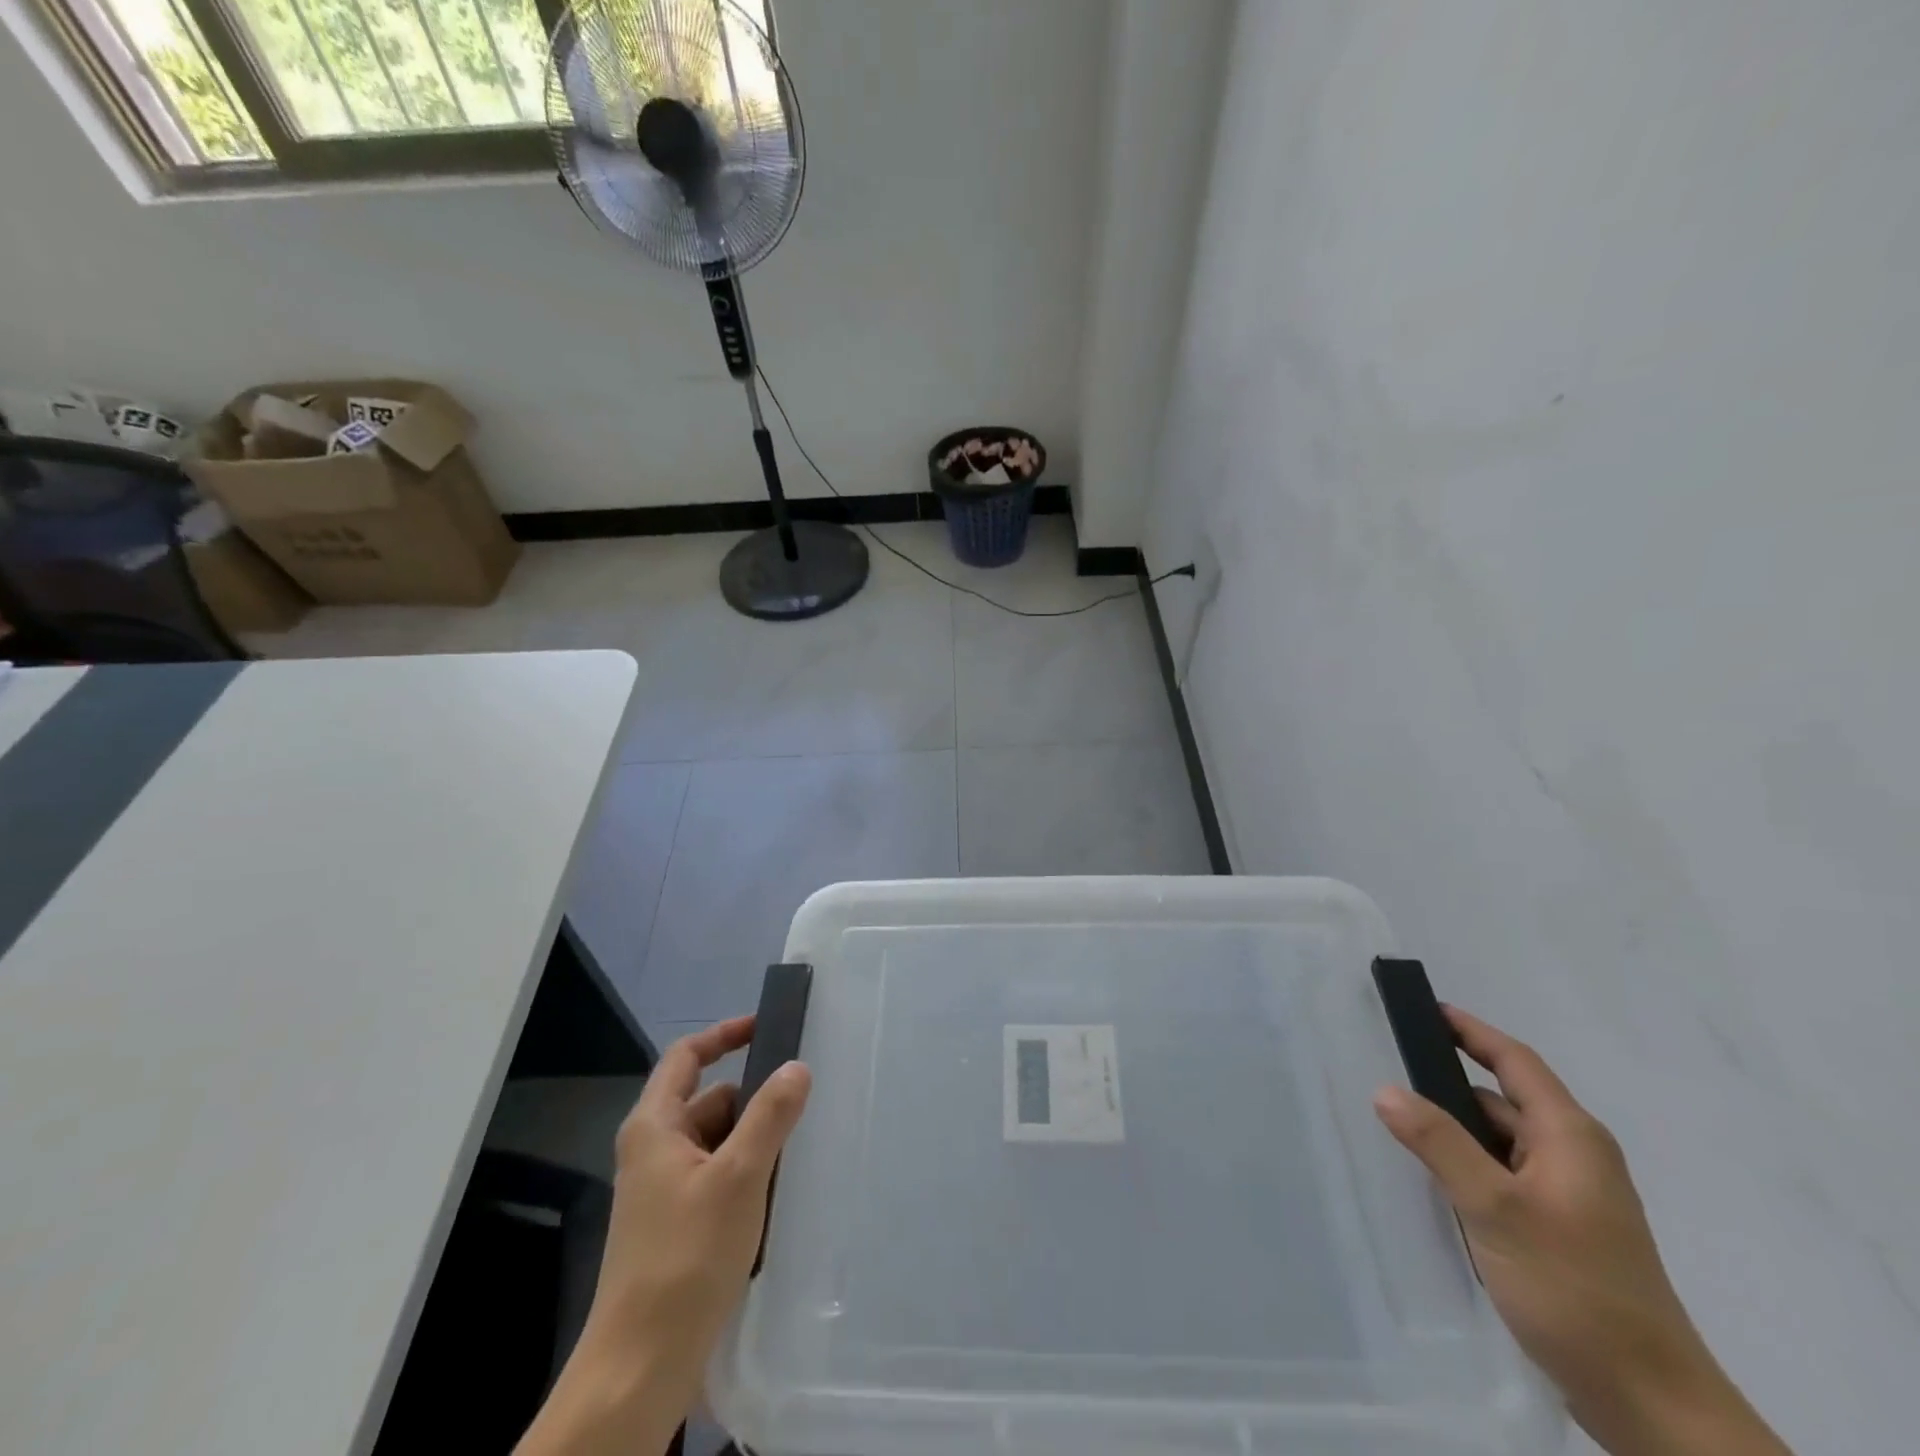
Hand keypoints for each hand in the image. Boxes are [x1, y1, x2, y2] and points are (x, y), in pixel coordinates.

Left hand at [518, 1016, 810, 1455]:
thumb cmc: (686, 1257)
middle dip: (753, 1099)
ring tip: (798, 1151)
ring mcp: (662, 1190)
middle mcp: (653, 1150)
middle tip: (802, 1102)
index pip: (686, 1057)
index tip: (765, 1027)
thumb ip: (770, 1115)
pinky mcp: (675, 1225)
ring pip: (717, 1141)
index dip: (724, 1034)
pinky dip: (746, 1174)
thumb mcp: (738, 1176)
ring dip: (753, 1141)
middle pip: (709, 1100)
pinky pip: (716, 1177)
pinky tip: (776, 1195)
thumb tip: (797, 1067)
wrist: (640, 1367)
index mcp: (655, 1126)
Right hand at [1372, 1005, 1789, 1455]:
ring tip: (1397, 1126)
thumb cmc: (1574, 1288)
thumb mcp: (1496, 1210)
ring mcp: (1570, 1196)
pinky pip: (1504, 1175)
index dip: (1470, 1030)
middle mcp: (1574, 1156)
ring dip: (1455, 1130)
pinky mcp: (1561, 1230)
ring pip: (1500, 1141)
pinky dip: (1469, 1166)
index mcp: (1570, 1137)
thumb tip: (1385, 1089)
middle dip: (1447, 1083)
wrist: (1650, 1404)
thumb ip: (1439, 1144)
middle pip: (1502, 1099)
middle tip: (1387, 1071)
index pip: (1514, 1061)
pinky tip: (1435, 1182)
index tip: (1425, 1007)